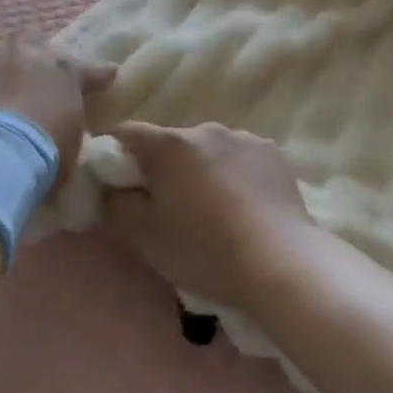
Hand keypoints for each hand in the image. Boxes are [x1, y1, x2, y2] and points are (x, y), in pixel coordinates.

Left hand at [0, 42, 114, 188]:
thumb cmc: (44, 153)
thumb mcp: (70, 141)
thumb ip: (68, 121)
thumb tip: (62, 123)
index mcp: (63, 72)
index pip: (87, 70)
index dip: (96, 74)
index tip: (107, 75)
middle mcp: (26, 56)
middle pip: (32, 42)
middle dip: (32, 57)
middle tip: (30, 78)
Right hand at [101, 123, 315, 309]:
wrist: (281, 263)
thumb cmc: (203, 250)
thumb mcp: (144, 237)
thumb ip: (116, 206)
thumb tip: (111, 190)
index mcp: (168, 144)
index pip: (126, 134)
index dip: (116, 157)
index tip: (122, 188)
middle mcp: (204, 129)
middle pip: (170, 143)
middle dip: (163, 169)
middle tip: (169, 210)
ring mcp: (243, 138)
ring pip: (207, 151)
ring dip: (201, 171)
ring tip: (213, 212)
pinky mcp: (272, 153)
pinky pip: (239, 158)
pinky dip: (234, 175)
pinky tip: (244, 208)